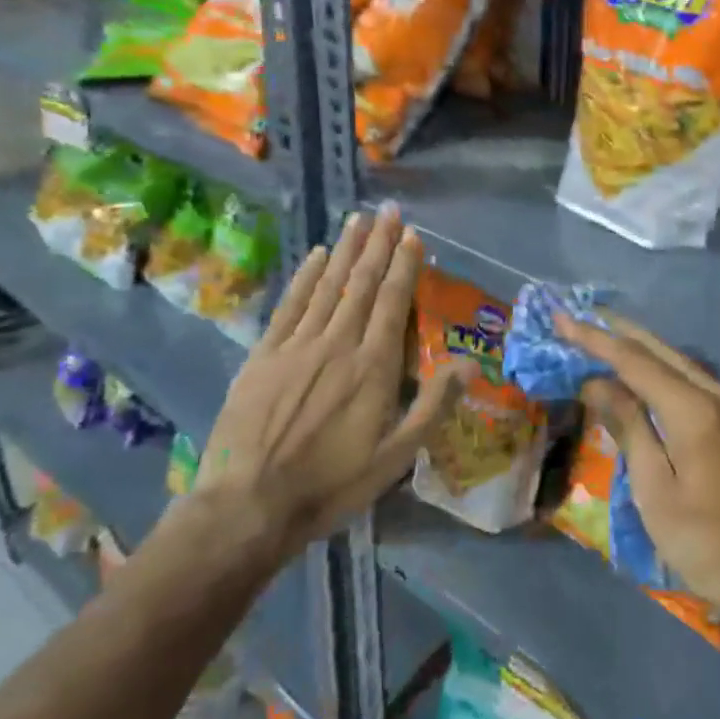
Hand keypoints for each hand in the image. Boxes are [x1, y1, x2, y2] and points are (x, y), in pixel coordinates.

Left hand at [189, 205, 466, 564]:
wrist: (248, 507)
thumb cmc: (331, 484)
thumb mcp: (395, 457)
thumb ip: (433, 405)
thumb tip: (471, 365)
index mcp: (373, 366)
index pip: (394, 302)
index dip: (404, 265)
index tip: (412, 235)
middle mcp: (338, 343)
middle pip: (362, 283)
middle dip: (378, 244)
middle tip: (388, 211)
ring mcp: (297, 346)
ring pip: (328, 286)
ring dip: (346, 250)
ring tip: (358, 220)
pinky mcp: (264, 356)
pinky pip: (290, 306)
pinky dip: (305, 277)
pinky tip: (316, 255)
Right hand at [555, 312, 719, 639]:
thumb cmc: (702, 541)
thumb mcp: (654, 487)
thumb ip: (629, 426)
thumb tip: (597, 382)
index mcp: (693, 408)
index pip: (634, 361)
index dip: (595, 340)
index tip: (562, 320)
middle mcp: (715, 394)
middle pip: (659, 350)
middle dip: (617, 332)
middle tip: (579, 316)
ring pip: (677, 360)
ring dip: (639, 346)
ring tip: (604, 333)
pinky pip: (691, 378)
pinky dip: (660, 366)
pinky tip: (643, 369)